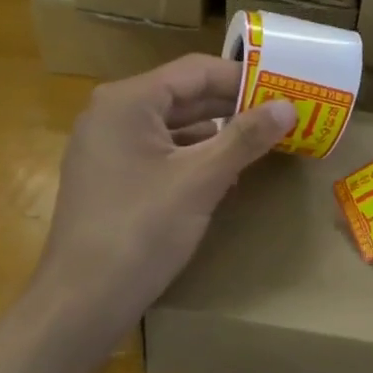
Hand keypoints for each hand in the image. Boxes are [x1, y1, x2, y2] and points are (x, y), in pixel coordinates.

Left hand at [34, 55, 294, 345]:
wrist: (83, 301)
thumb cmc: (141, 230)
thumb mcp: (200, 180)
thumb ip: (245, 138)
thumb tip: (289, 106)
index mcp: (127, 101)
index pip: (195, 71)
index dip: (243, 78)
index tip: (285, 90)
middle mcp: (113, 114)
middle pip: (184, 96)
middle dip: (234, 106)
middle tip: (282, 115)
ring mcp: (109, 148)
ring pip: (174, 127)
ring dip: (218, 133)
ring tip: (264, 142)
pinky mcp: (113, 178)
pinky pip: (162, 153)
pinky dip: (196, 157)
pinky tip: (227, 174)